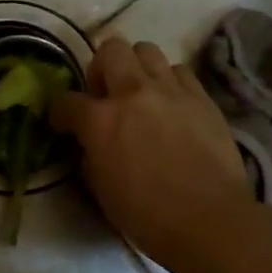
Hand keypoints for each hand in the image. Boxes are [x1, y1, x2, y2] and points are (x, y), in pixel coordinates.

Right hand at [52, 37, 252, 268]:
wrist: (211, 222)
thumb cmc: (148, 216)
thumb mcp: (101, 189)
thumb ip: (91, 154)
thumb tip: (91, 142)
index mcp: (101, 121)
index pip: (66, 101)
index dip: (60, 112)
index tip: (64, 122)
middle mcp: (133, 93)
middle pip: (110, 49)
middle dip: (101, 67)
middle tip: (106, 94)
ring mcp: (171, 91)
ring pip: (147, 50)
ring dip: (137, 68)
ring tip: (141, 94)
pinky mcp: (202, 98)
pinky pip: (180, 71)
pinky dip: (170, 82)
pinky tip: (172, 104)